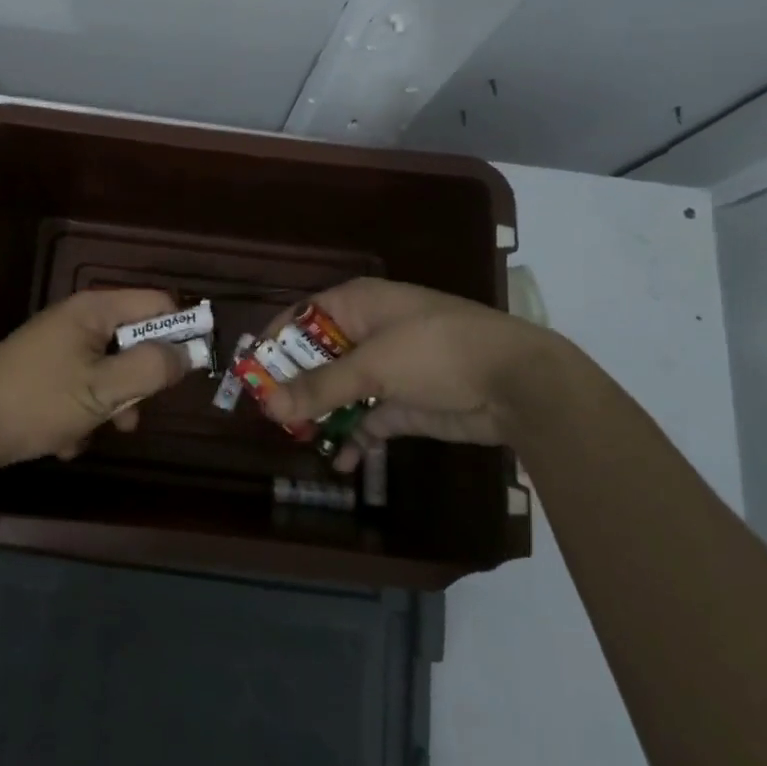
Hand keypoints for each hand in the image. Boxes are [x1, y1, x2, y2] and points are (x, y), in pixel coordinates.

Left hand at [0, 289, 192, 471]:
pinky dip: (82, 414)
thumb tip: (187, 354)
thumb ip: (150, 369)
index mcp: (95, 309)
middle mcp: (80, 320)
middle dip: (138, 382)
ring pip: (111, 372)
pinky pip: (84, 388)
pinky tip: (63, 438)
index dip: (182, 331)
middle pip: (135, 341)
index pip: (159, 304)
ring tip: (92, 432)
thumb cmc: (36, 401)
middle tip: (131, 413)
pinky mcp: (46, 373)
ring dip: (110, 406)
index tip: (193, 368)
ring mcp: (60, 347)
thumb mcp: (102, 389)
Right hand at [262, 278, 577, 470]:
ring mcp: (387, 369)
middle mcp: (367, 332)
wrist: (516, 383)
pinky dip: (353, 438)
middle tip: (270, 415)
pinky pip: (367, 419)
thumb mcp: (374, 367)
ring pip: (340, 391)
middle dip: (295, 386)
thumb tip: (269, 406)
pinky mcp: (404, 403)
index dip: (275, 343)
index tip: (250, 374)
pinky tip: (340, 461)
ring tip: (297, 441)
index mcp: (357, 305)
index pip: (302, 317)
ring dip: (321, 415)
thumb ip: (321, 388)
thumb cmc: (437, 351)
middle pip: (317, 358)